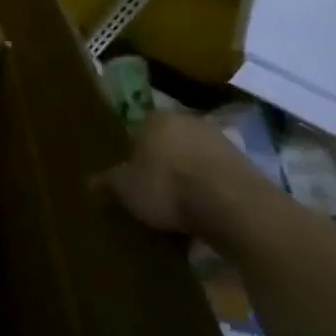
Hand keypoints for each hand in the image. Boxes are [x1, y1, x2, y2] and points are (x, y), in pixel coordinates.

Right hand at [94, 110, 274, 238]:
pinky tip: (205, 216)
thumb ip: (107, 183)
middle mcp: (188, 121)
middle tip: (153, 195)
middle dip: (162, 166)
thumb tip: (89, 183)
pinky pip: (218, 179)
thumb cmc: (168, 187)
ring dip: (189, 180)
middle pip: (169, 144)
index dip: (133, 156)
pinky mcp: (247, 166)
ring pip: (195, 160)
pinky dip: (211, 193)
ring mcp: (221, 142)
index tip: (131, 180)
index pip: (138, 131)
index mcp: (155, 119)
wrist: (233, 205)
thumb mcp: (125, 190)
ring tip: (180, 212)